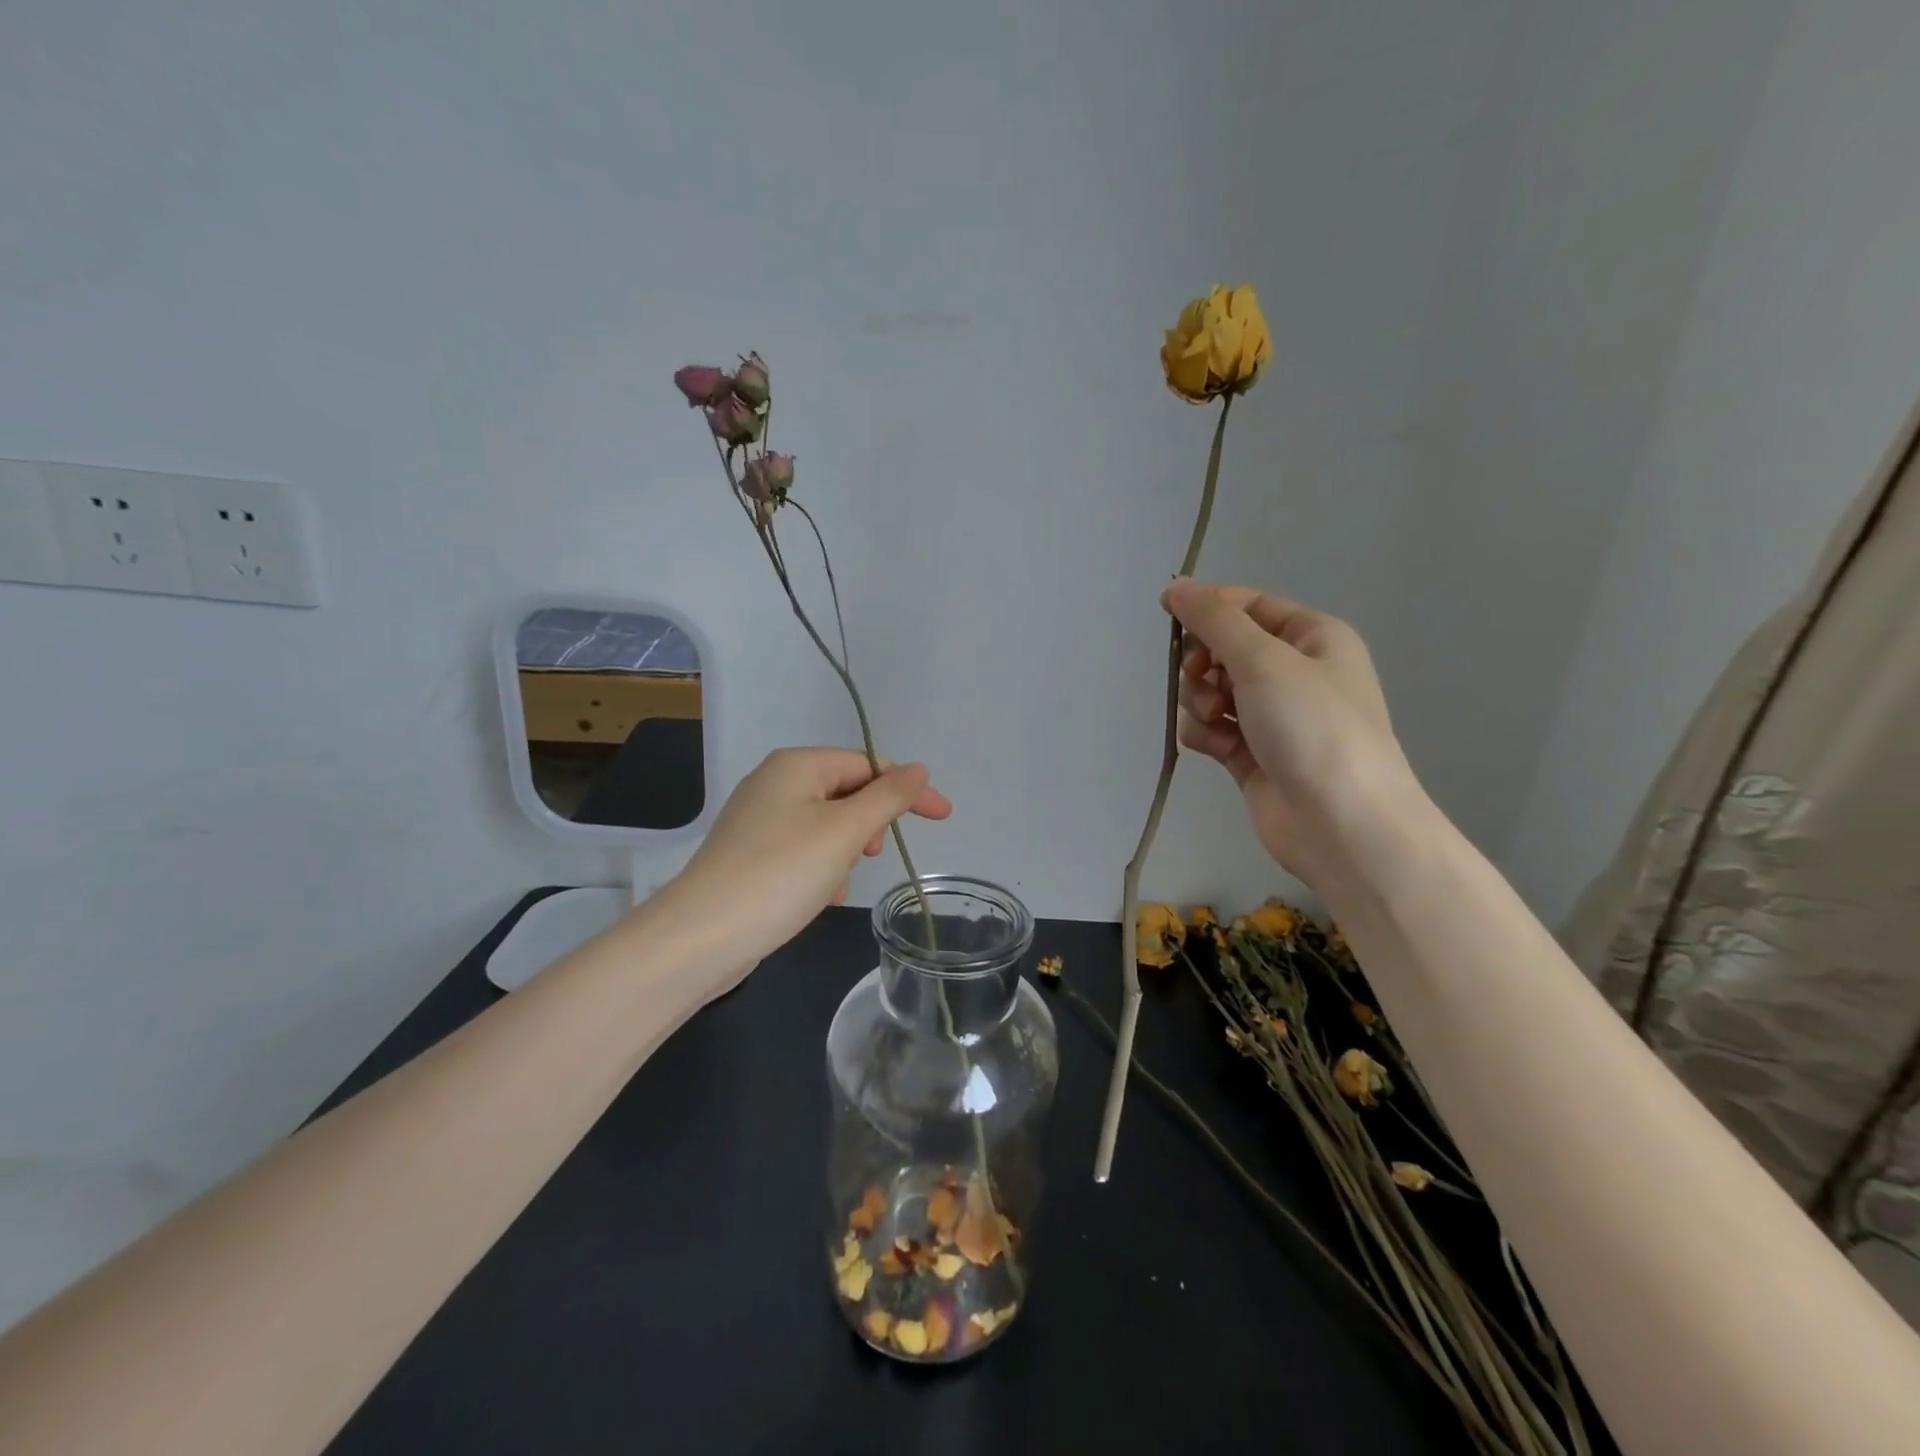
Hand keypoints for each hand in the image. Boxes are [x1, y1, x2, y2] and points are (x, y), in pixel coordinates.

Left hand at [662, 747, 951, 976]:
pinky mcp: (751, 854)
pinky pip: (804, 850)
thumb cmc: (781, 873)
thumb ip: (888, 796)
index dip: (908, 788)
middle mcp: (775, 783)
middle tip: (871, 854)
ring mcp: (759, 819)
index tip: (943, 816)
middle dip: (868, 825)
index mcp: (796, 765)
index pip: (868, 764)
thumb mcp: (845, 831)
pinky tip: (818, 897)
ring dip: (845, 852)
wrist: (702, 937)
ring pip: (827, 826)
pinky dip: (821, 869)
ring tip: (836, 883)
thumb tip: (919, 768)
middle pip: (847, 792)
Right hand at [1163, 578, 1420, 888]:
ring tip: (1216, 719)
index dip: (1208, 607)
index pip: (1249, 606)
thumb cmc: (1313, 728)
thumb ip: (1215, 620)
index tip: (1168, 615)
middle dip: (1204, 662)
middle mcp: (1294, 673)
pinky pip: (1211, 728)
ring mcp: (1272, 716)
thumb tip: (1176, 586)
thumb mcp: (1264, 660)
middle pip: (1225, 648)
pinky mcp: (1252, 754)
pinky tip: (1216, 747)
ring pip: (1211, 690)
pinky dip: (1205, 734)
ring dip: (1201, 701)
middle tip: (1203, 678)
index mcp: (1312, 638)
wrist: (1342, 824)